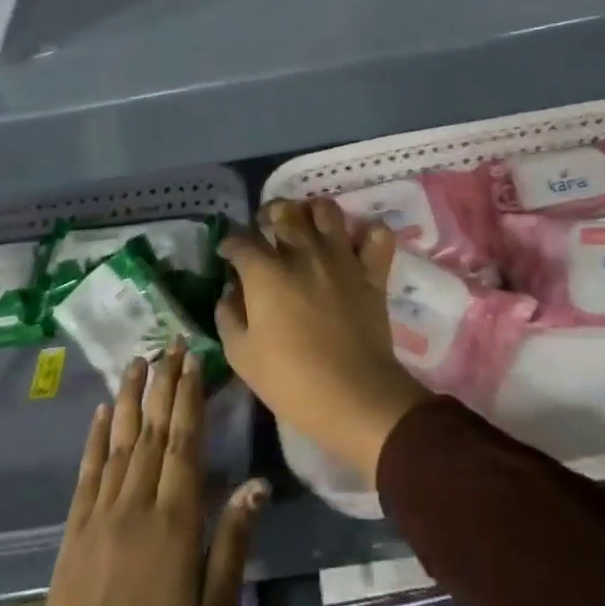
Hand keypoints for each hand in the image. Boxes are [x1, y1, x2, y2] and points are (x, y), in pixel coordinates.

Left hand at [0, 346, 266, 605]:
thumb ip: (233, 543)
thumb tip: (257, 483)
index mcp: (174, 521)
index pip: (183, 442)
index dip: (188, 396)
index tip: (192, 359)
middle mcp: (135, 505)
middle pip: (152, 431)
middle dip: (163, 383)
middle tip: (169, 342)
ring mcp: (99, 515)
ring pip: (118, 442)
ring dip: (128, 397)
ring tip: (136, 360)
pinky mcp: (74, 532)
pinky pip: (86, 473)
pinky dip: (94, 438)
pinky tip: (100, 412)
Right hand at [217, 198, 431, 483]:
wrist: (354, 395)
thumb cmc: (291, 380)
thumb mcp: (242, 355)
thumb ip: (228, 316)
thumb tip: (230, 292)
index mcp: (265, 272)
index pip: (240, 240)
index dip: (229, 242)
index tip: (227, 252)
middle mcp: (302, 252)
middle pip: (283, 211)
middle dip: (268, 214)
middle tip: (266, 228)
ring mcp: (341, 258)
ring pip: (327, 210)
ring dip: (312, 212)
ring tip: (307, 226)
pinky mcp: (372, 271)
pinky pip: (377, 235)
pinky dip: (367, 233)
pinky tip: (355, 245)